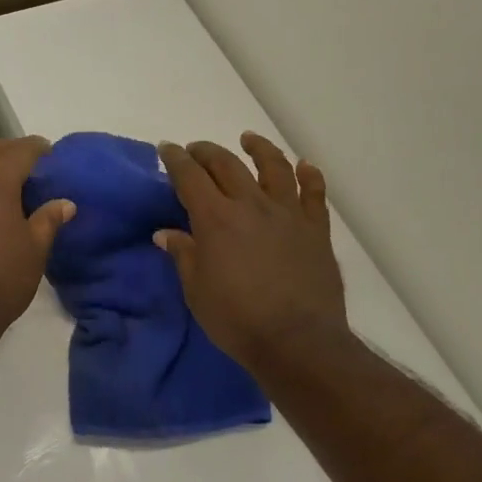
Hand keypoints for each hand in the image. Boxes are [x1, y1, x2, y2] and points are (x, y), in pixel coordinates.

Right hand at [154, 133, 351, 375]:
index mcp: (216, 219)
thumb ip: (183, 255)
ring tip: (248, 140)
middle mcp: (252, 205)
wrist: (297, 340)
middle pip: (227, 165)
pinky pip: (314, 192)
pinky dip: (309, 175)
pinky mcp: (316, 228)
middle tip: (196, 150)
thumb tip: (165, 233)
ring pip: (274, 167)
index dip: (175, 159)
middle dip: (207, 152)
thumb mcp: (196, 290)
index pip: (190, 177)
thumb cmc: (236, 319)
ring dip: (258, 149)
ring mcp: (289, 213)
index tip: (166, 149)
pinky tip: (304, 166)